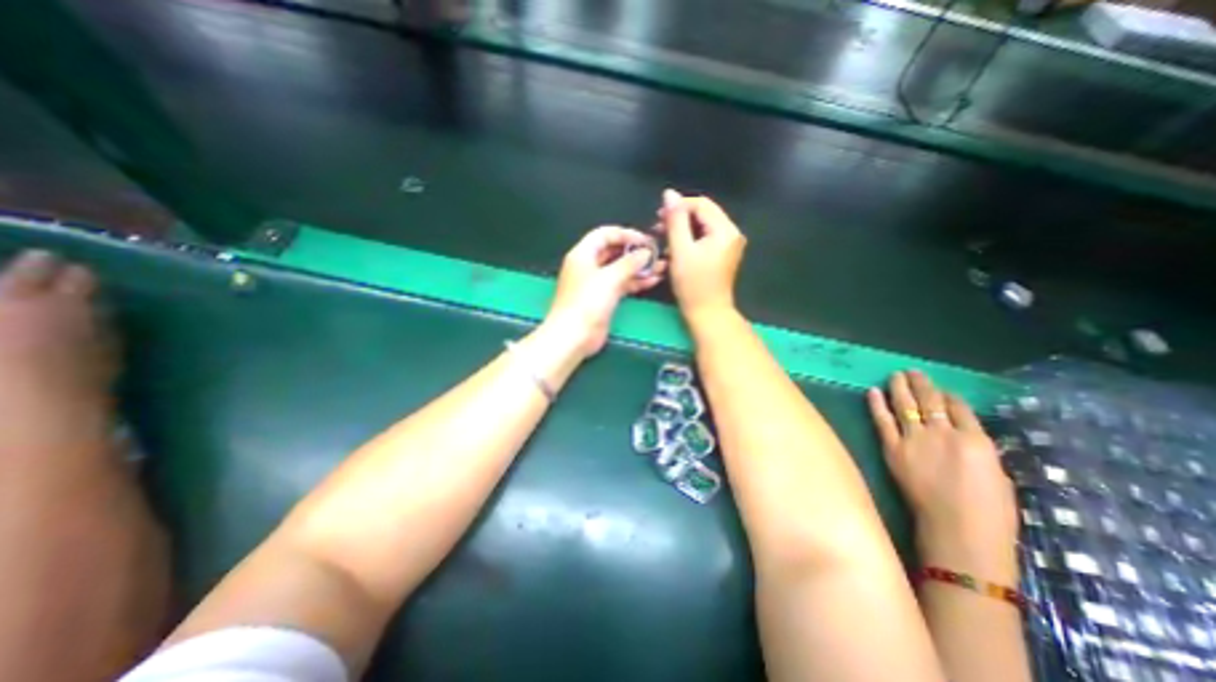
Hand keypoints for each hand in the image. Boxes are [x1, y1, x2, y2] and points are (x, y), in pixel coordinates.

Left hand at [549, 228, 667, 357]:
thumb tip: (646, 252)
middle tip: (657, 253)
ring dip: (639, 268)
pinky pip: (622, 284)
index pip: (605, 234)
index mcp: (583, 254)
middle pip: (614, 251)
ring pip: (620, 269)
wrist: (574, 336)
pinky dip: (636, 282)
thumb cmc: (587, 302)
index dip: (626, 234)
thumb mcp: (609, 278)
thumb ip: (629, 262)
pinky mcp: (604, 298)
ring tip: (661, 267)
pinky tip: (653, 280)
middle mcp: (589, 265)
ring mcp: (597, 283)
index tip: (646, 240)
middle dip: (635, 252)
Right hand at [655, 188, 741, 321]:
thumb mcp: (681, 250)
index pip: (701, 204)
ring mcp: (729, 245)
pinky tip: (676, 248)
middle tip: (658, 228)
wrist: (708, 314)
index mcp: (725, 230)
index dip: (679, 206)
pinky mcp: (723, 255)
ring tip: (664, 238)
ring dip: (683, 229)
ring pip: (703, 227)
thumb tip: (669, 194)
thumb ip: (675, 220)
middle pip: (704, 214)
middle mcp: (732, 233)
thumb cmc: (693, 284)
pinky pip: (706, 239)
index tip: (658, 217)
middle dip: (680, 218)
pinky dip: (690, 240)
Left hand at [865, 374, 1017, 579]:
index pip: (958, 407)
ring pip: (905, 405)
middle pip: (929, 400)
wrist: (958, 529)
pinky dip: (877, 405)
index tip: (941, 389)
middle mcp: (943, 432)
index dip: (948, 396)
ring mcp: (915, 439)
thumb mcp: (997, 474)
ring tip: (895, 374)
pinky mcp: (893, 448)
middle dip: (921, 384)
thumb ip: (977, 449)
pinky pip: (883, 421)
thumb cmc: (989, 511)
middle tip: (913, 372)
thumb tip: (962, 433)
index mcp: (975, 439)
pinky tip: (872, 391)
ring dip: (899, 387)